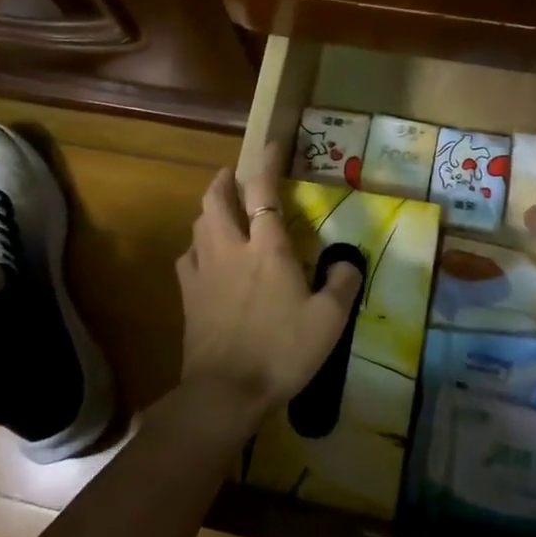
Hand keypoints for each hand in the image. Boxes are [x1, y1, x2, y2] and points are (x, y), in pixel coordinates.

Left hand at [175, 142, 363, 417]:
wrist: (226, 391)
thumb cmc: (282, 351)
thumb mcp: (329, 321)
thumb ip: (343, 284)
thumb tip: (349, 262)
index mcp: (267, 248)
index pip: (262, 191)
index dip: (266, 163)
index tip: (271, 146)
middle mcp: (230, 248)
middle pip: (216, 200)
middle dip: (222, 180)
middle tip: (231, 175)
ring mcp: (203, 271)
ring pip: (198, 225)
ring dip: (208, 210)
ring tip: (219, 212)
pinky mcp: (187, 295)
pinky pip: (186, 258)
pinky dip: (196, 247)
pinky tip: (202, 256)